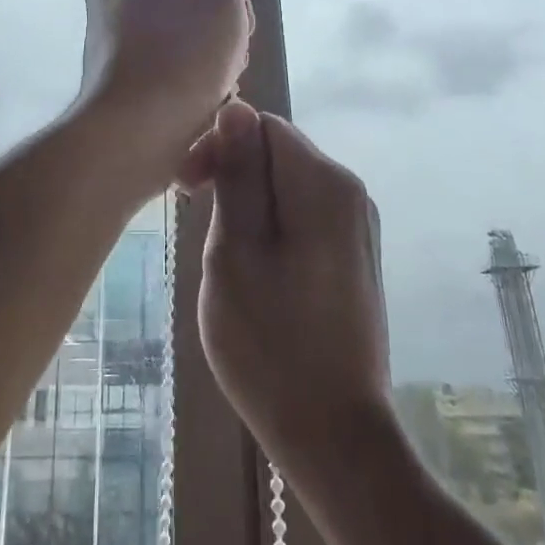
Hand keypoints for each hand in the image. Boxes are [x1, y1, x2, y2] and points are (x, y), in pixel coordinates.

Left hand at [78, 0, 259, 150]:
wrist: (135, 123)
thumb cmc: (187, 43)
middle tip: (245, 26)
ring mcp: (105, 18)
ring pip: (174, 10)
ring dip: (209, 28)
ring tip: (231, 62)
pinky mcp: (110, 57)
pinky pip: (157, 40)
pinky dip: (185, 51)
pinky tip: (207, 81)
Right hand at [182, 102, 392, 476]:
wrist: (336, 437)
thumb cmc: (271, 344)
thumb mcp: (234, 251)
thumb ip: (238, 174)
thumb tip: (235, 107)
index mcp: (324, 182)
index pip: (261, 125)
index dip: (218, 145)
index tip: (185, 190)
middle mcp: (350, 191)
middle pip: (278, 151)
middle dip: (233, 174)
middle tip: (197, 224)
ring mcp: (358, 225)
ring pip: (288, 184)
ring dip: (248, 203)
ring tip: (224, 255)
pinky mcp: (355, 255)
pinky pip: (304, 214)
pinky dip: (272, 226)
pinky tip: (255, 270)